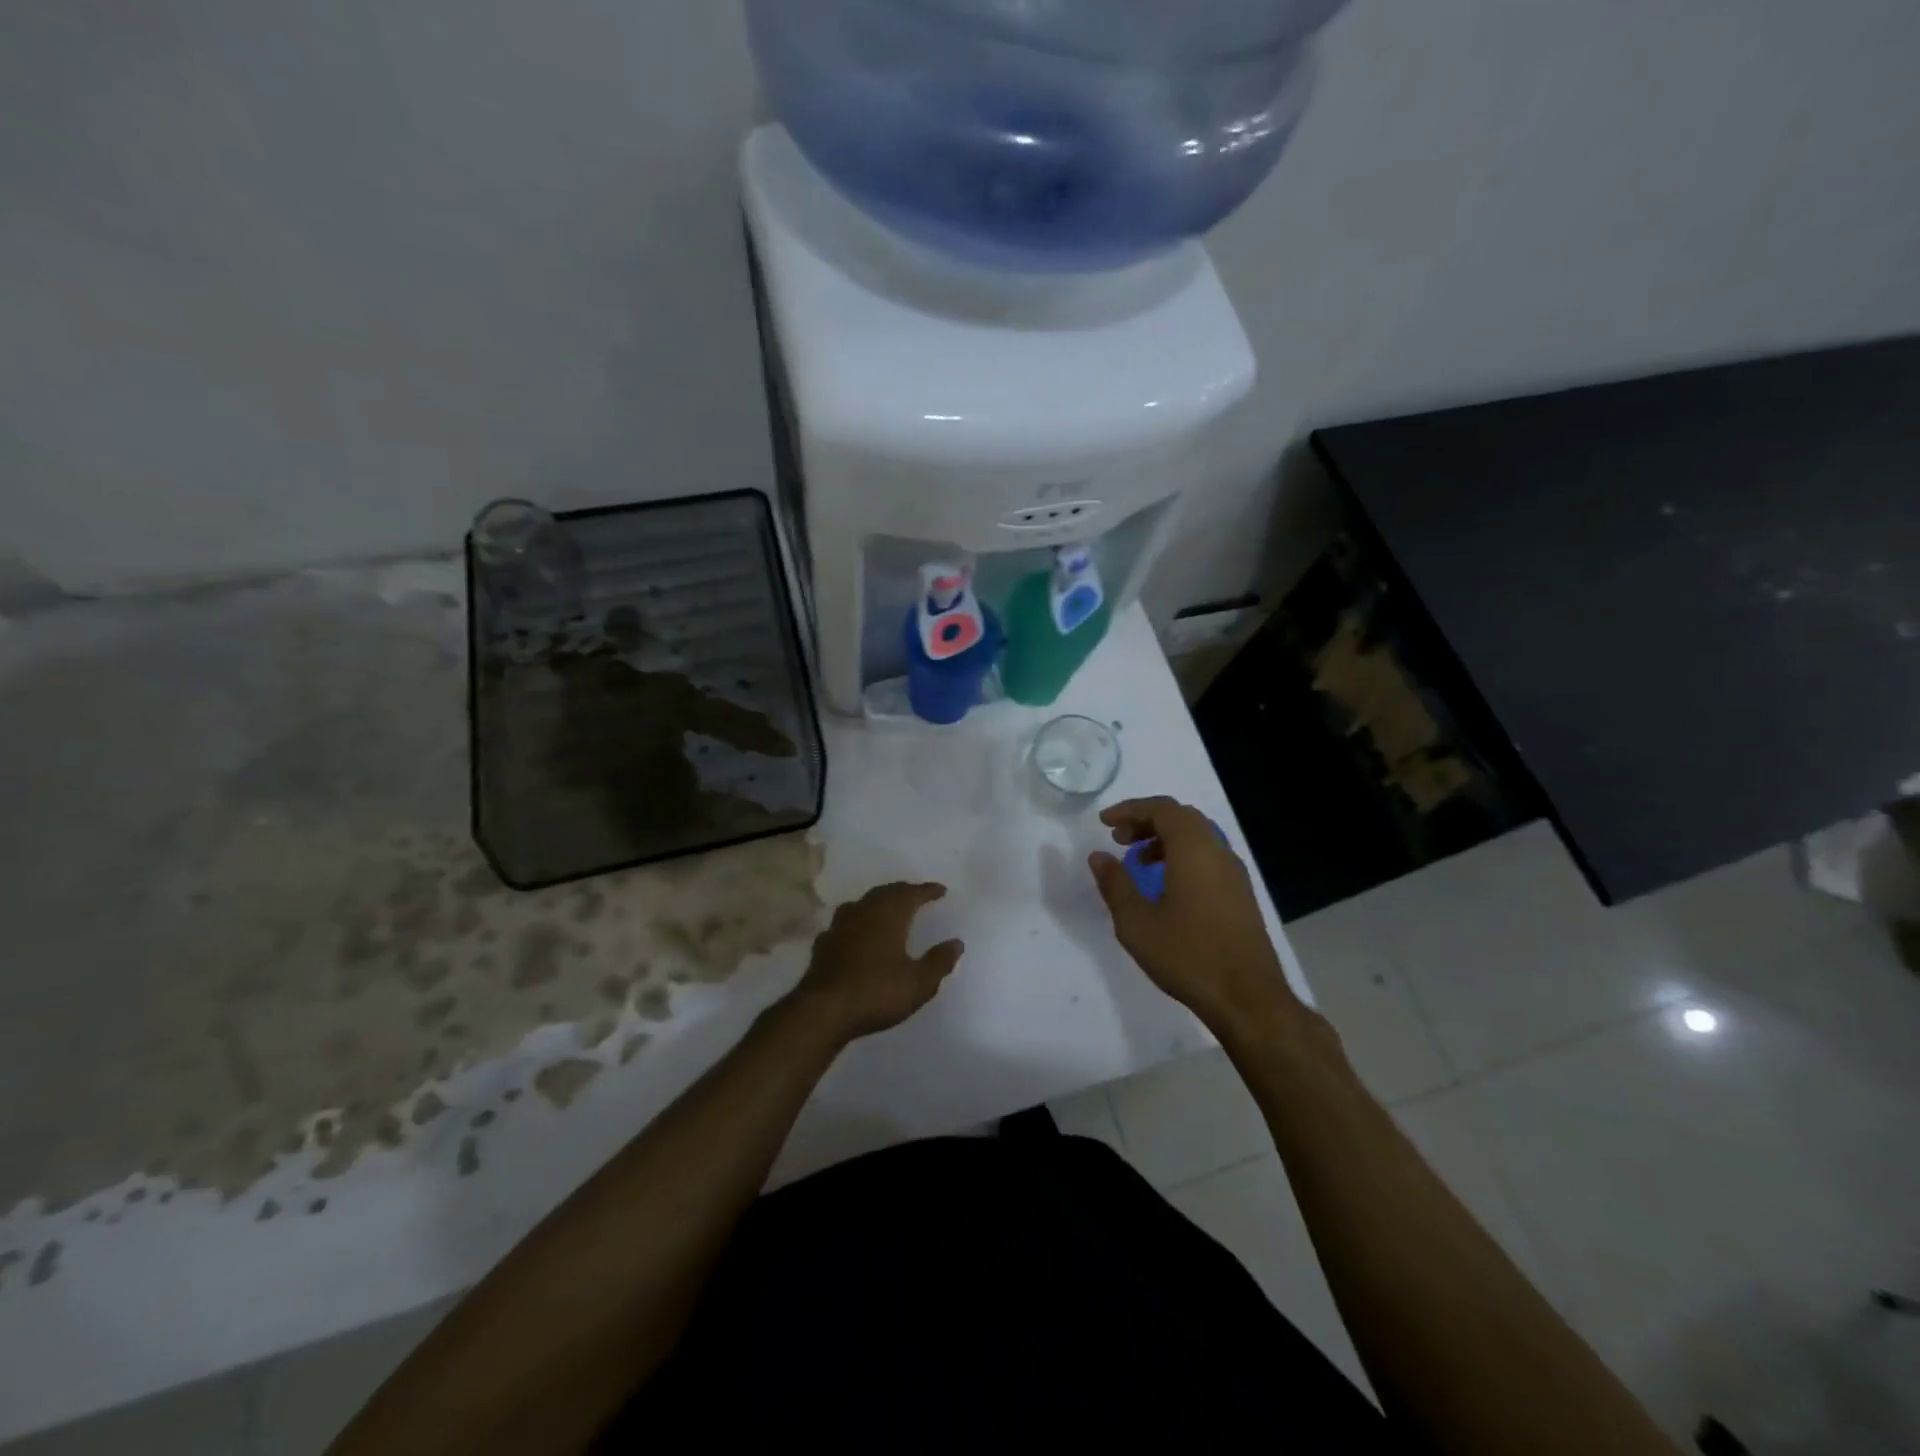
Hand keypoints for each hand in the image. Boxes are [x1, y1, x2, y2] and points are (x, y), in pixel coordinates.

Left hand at [790, 882, 964, 1041]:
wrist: (823, 1010)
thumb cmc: (876, 992)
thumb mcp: (918, 982)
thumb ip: (939, 961)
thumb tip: (956, 943)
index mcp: (889, 915)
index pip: (912, 893)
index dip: (927, 890)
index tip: (941, 890)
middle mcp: (864, 911)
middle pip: (886, 892)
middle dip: (903, 891)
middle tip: (916, 894)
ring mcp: (840, 925)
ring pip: (863, 903)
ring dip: (879, 902)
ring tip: (889, 908)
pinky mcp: (824, 943)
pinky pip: (846, 922)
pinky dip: (858, 922)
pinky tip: (858, 932)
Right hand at [1089, 797, 1296, 1032]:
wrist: (1248, 998)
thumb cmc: (1187, 955)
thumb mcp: (1136, 922)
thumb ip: (1115, 884)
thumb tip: (1098, 856)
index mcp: (1194, 850)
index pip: (1162, 809)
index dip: (1131, 809)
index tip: (1105, 823)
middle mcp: (1218, 852)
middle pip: (1182, 817)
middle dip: (1147, 821)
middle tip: (1119, 839)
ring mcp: (1234, 873)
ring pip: (1198, 837)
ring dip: (1165, 839)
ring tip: (1138, 862)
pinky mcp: (1241, 894)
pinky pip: (1208, 857)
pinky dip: (1182, 856)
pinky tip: (1165, 886)